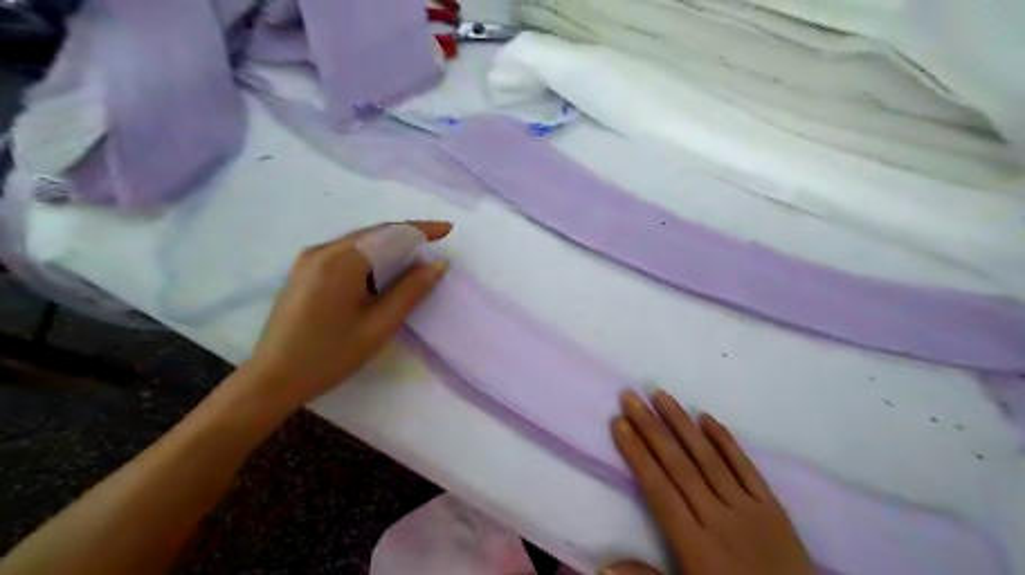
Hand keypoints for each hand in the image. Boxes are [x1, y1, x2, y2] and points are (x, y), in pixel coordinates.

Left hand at [239, 219, 454, 412]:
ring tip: (416, 257)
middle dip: (408, 235)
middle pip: (375, 233)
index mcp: (341, 262)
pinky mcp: (304, 269)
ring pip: (360, 241)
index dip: (422, 230)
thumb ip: (410, 291)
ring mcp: (309, 258)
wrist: (273, 378)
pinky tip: (383, 270)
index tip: (448, 229)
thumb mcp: (378, 326)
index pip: (391, 234)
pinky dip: (371, 255)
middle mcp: (323, 250)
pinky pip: (346, 252)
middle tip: (436, 243)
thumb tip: (437, 264)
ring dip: (390, 245)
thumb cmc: (329, 356)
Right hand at [602, 390, 814, 574]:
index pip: (658, 489)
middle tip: (631, 397)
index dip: (637, 454)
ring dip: (682, 424)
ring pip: (708, 458)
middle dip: (651, 428)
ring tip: (661, 395)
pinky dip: (727, 442)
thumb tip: (604, 564)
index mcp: (695, 545)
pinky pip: (747, 468)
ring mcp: (748, 509)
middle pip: (678, 465)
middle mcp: (718, 518)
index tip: (619, 423)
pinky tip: (707, 418)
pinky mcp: (773, 507)